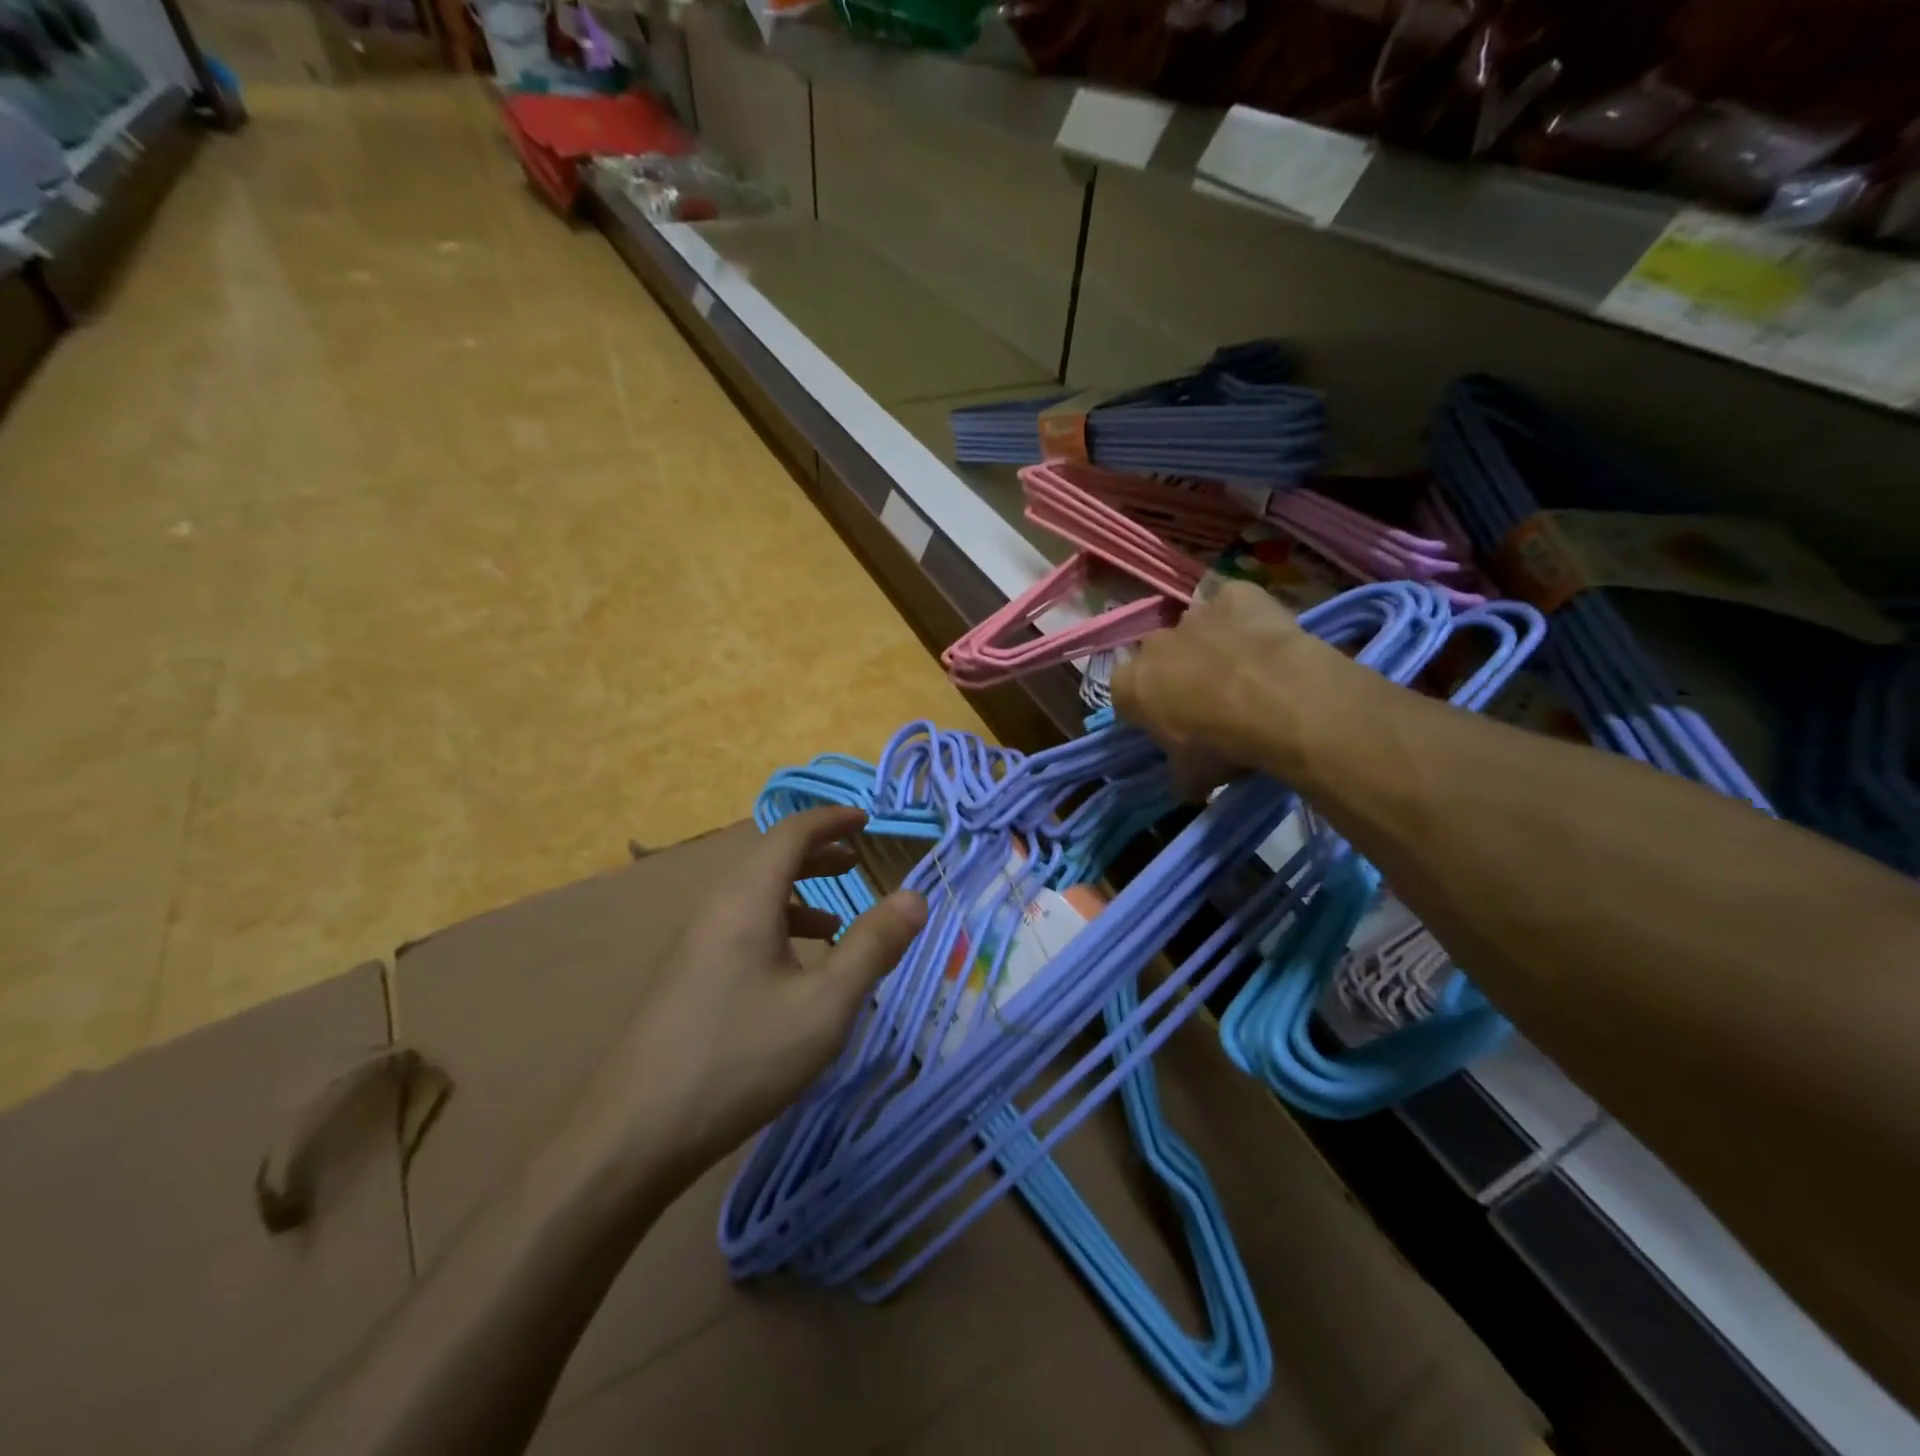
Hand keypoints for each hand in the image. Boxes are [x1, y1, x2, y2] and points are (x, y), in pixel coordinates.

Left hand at [586, 807, 926, 1182]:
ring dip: (800, 893)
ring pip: (755, 896)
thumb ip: (874, 947)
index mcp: (747, 899)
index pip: (791, 833)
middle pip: (770, 859)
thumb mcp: (824, 1005)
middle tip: (858, 859)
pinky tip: (798, 969)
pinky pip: (742, 926)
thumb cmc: (740, 1058)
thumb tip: (917, 896)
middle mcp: (717, 908)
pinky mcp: (689, 976)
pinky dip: (779, 927)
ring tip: (839, 918)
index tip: (868, 819)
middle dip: (818, 854)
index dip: (831, 819)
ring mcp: (697, 943)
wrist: (633, 1134)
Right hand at [1113, 580, 1337, 793]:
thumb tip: (1187, 785)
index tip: (1170, 727)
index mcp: (1129, 686)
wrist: (1280, 701)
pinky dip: (1244, 616)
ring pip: (1195, 629)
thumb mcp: (1194, 776)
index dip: (1146, 710)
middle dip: (1176, 675)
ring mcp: (1194, 614)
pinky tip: (1263, 638)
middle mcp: (1153, 644)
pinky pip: (1233, 602)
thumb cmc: (1223, 744)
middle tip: (1209, 704)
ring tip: (1244, 673)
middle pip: (1159, 658)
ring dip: (1210, 645)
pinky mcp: (1237, 594)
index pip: (1124, 695)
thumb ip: (1181, 775)